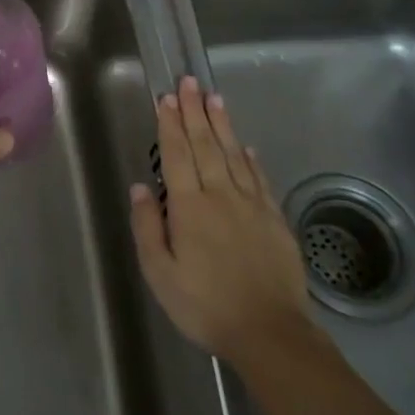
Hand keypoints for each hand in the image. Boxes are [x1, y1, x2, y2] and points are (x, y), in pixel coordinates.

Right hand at [129, 76, 313, 366]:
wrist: (270, 332)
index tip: (166, 98)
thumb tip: (141, 187)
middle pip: (206, 145)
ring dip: (222, 124)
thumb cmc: (205, 305)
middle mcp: (221, 195)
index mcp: (190, 207)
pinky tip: (246, 145)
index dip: (170, 124)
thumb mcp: (160, 273)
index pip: (177, 154)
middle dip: (195, 111)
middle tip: (189, 81)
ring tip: (214, 98)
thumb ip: (148, 227)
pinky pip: (259, 178)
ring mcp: (252, 205)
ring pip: (234, 154)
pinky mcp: (274, 219)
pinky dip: (251, 158)